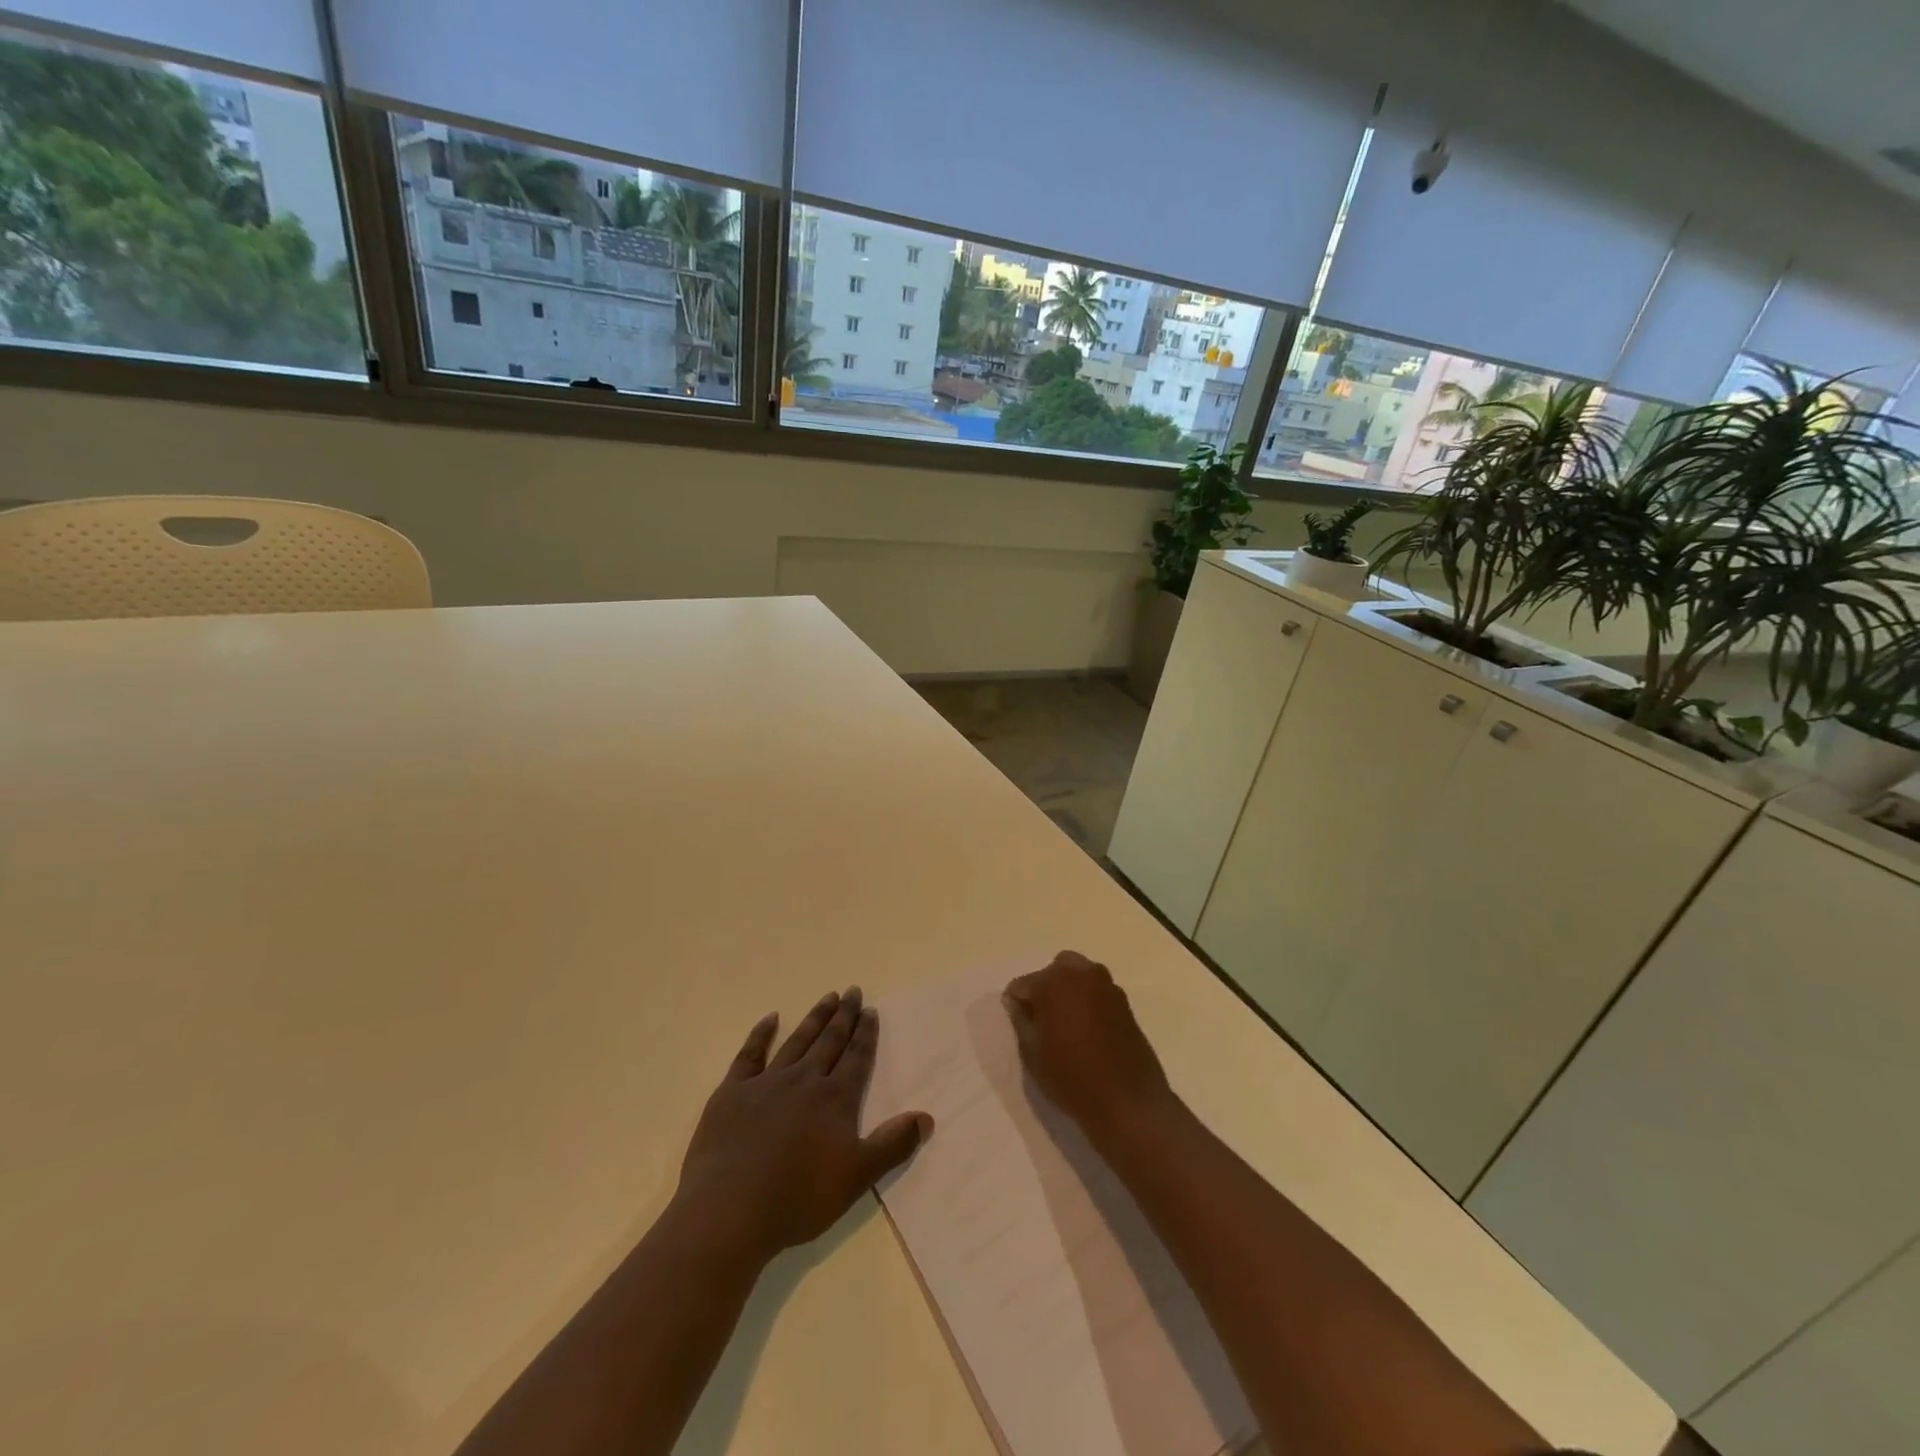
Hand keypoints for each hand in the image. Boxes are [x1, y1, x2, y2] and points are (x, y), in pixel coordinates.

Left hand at [675, 988, 932, 1262]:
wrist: (731, 1209)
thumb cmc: (799, 1197)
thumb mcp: (857, 1178)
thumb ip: (893, 1145)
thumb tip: (926, 1117)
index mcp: (835, 1099)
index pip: (856, 1058)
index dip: (865, 1034)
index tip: (870, 1010)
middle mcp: (805, 1080)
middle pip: (830, 1041)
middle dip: (844, 1016)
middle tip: (852, 991)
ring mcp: (767, 1082)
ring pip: (797, 1041)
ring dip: (815, 1018)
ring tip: (827, 997)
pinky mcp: (733, 1092)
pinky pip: (750, 1054)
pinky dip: (761, 1034)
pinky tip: (771, 1019)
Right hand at [1003, 951, 1174, 1136]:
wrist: (1127, 1102)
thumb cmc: (1071, 1078)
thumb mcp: (1032, 1054)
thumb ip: (1021, 1021)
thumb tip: (1017, 1004)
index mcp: (1052, 982)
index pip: (1022, 984)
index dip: (1017, 1004)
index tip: (1019, 1024)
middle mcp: (1080, 974)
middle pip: (1053, 971)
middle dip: (1045, 988)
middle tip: (1042, 1020)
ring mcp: (1106, 986)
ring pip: (1078, 976)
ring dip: (1068, 991)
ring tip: (1066, 1024)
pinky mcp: (1125, 1002)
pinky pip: (1097, 991)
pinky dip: (1088, 1001)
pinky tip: (1087, 1030)